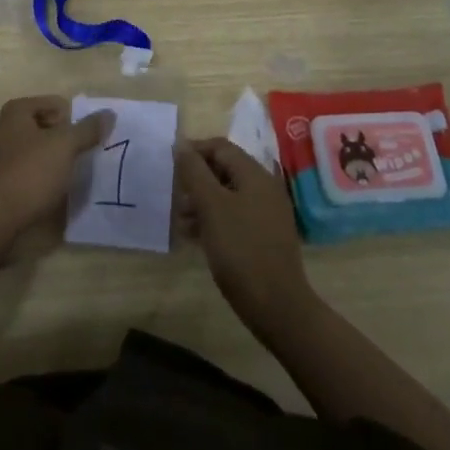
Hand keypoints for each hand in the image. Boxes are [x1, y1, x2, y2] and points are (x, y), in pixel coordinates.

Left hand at [0, 96, 111, 253]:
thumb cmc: (32, 171)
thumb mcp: (66, 145)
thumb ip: (88, 129)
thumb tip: (109, 113)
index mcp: (16, 111)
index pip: (55, 103)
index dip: (71, 120)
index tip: (80, 141)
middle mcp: (4, 128)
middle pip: (45, 126)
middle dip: (62, 139)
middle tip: (77, 156)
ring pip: (36, 149)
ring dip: (53, 158)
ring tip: (68, 174)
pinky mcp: (0, 180)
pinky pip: (28, 170)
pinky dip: (41, 176)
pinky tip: (51, 189)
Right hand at [175, 138, 311, 333]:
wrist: (277, 306)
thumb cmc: (240, 249)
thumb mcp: (211, 207)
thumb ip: (194, 172)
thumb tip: (181, 144)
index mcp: (255, 174)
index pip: (221, 147)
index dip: (194, 151)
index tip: (171, 166)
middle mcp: (264, 188)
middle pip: (224, 170)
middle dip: (197, 180)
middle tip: (175, 196)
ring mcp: (267, 213)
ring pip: (228, 195)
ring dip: (202, 202)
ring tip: (181, 221)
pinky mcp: (265, 236)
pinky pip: (235, 216)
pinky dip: (215, 220)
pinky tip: (196, 237)